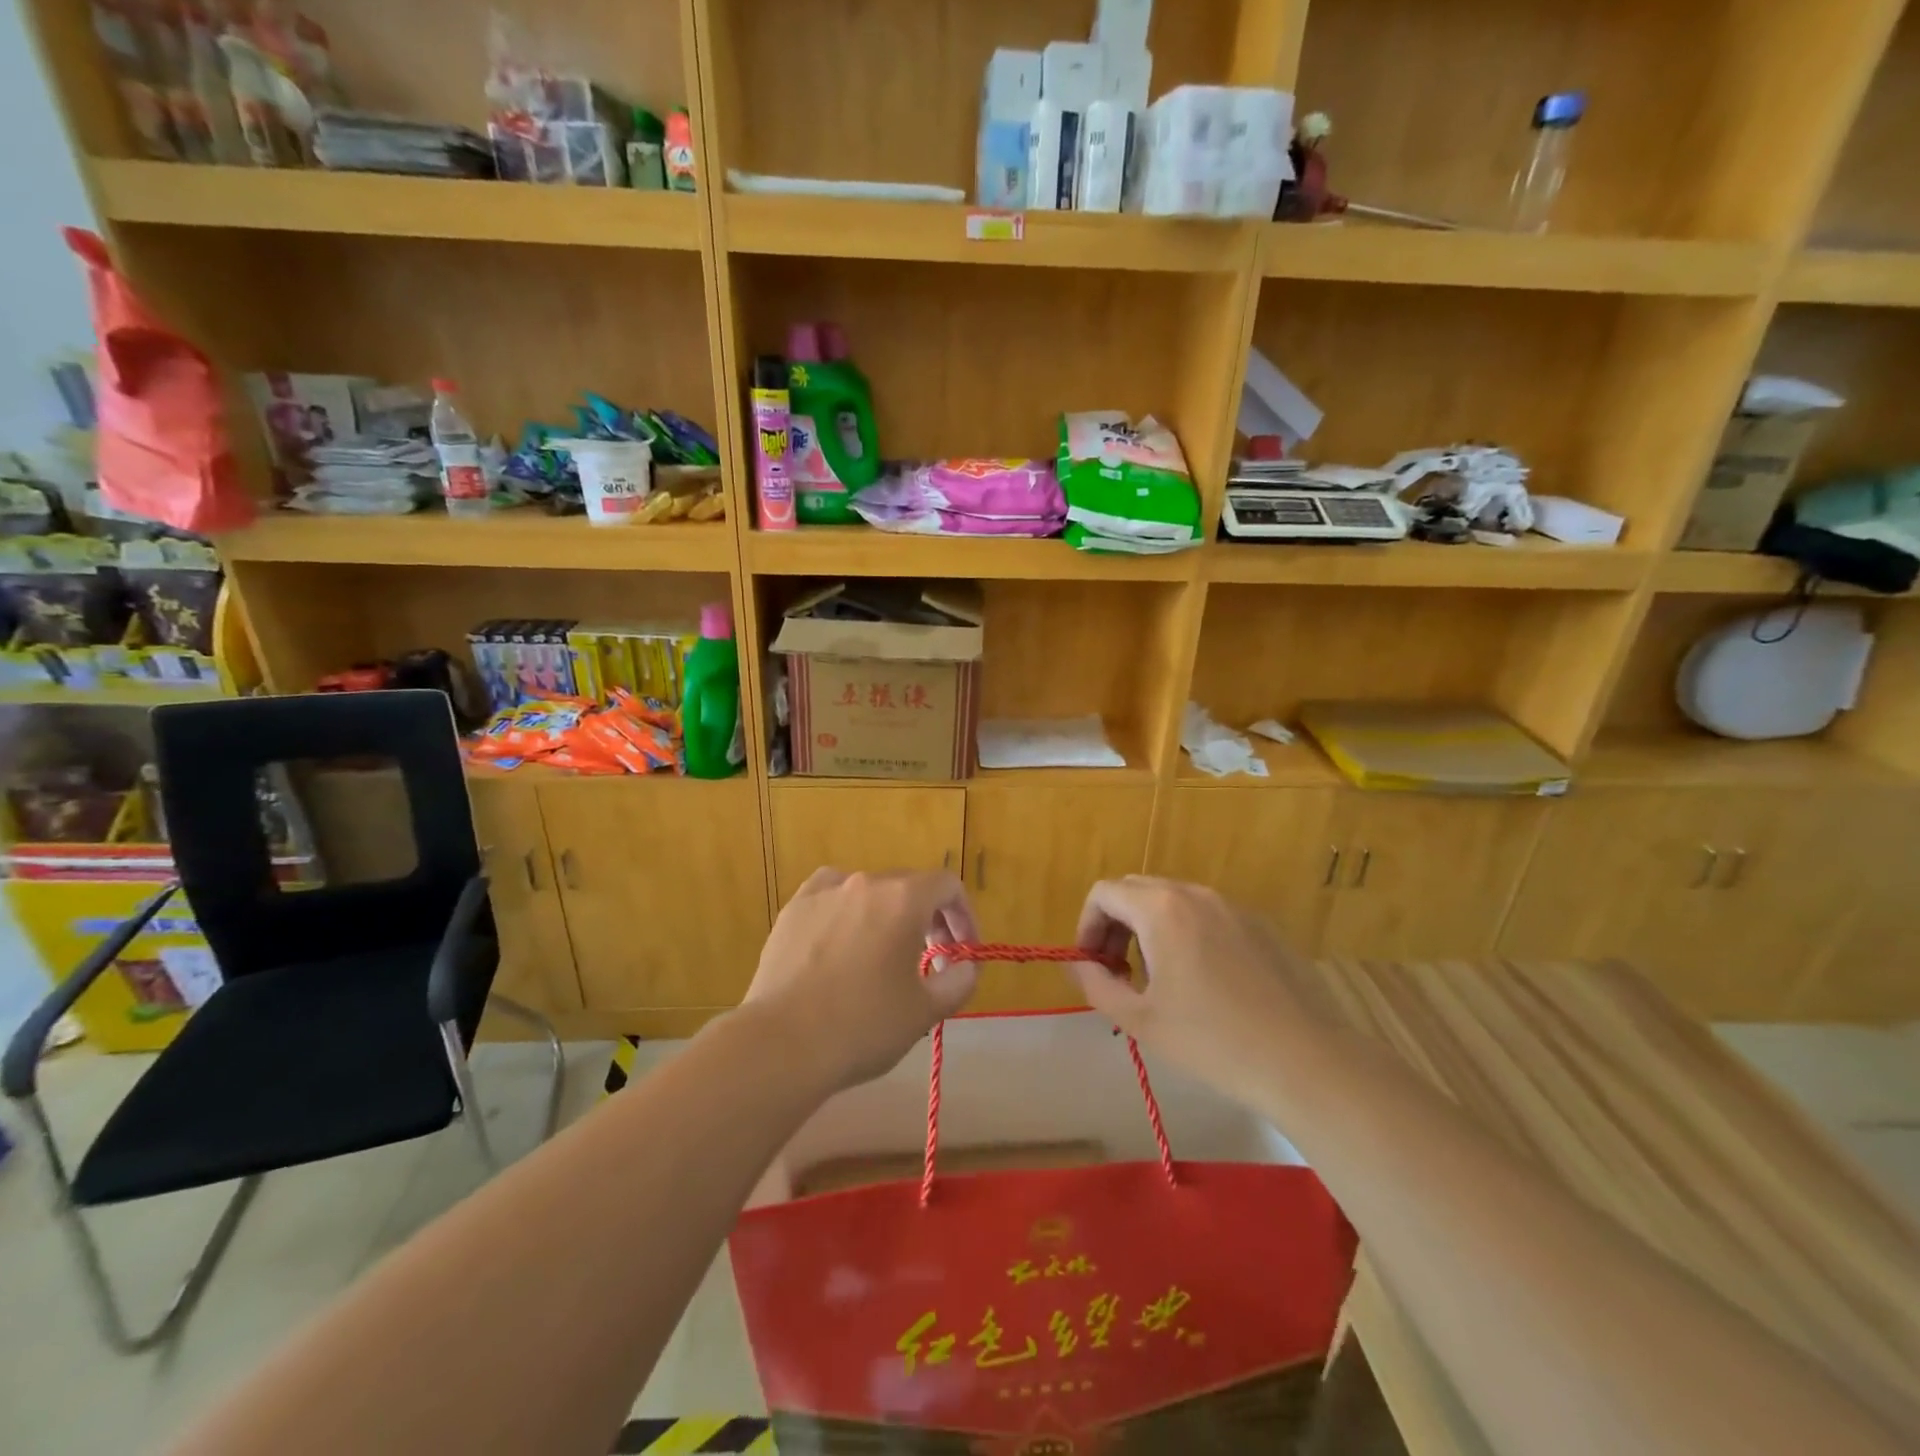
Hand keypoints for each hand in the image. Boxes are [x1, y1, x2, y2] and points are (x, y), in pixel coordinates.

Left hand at [742, 869, 980, 1092]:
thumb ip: (959, 981)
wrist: (783, 1043)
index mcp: (904, 899)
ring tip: (883, 951)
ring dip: (887, 913)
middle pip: (909, 885)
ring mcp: (823, 892)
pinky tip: (841, 937)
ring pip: (868, 890)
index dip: (964, 915)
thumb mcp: (926, 1011)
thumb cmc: (864, 1025)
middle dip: (929, 918)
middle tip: (932, 959)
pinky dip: (845, 910)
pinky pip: (830, 896)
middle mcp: (865, 883)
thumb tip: (965, 966)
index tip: (963, 952)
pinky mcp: (793, 910)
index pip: (948, 886)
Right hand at [1070, 876, 1319, 1102]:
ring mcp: (1233, 907)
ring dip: (1150, 930)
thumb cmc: (1213, 1041)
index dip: (1087, 926)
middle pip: (1137, 891)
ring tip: (1159, 980)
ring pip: (1173, 902)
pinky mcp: (1262, 925)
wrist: (1307, 1061)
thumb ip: (1096, 984)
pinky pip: (1208, 916)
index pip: (1104, 893)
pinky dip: (1187, 934)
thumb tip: (1079, 964)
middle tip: (1118, 972)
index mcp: (1161, 908)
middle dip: (1116, 925)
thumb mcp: (1140, 1020)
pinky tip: (1205, 983)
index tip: (1092, 966)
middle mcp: (1195, 894)